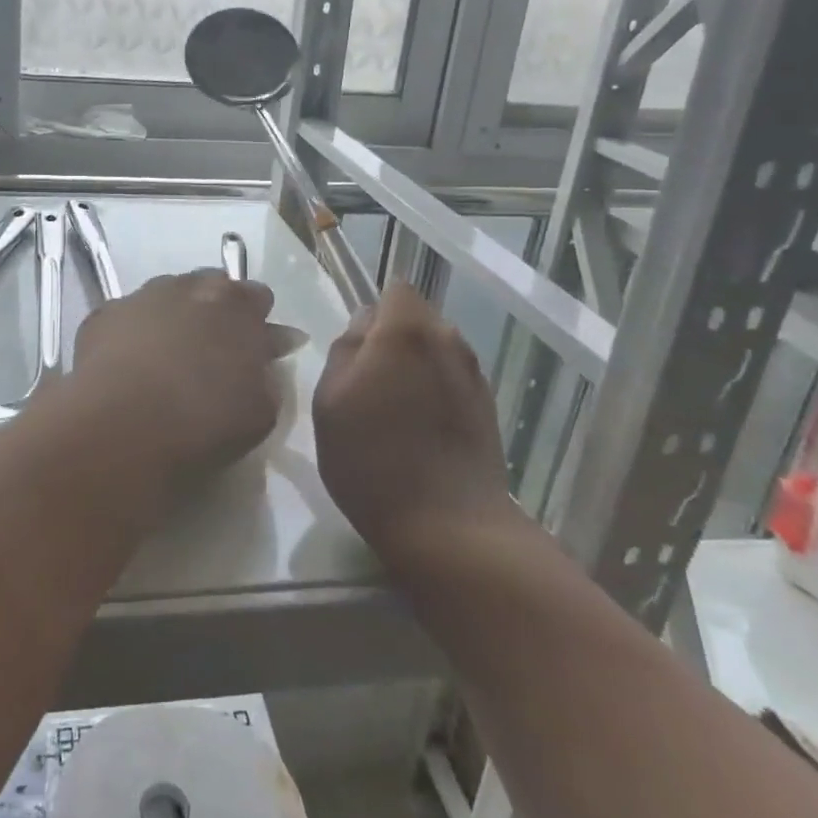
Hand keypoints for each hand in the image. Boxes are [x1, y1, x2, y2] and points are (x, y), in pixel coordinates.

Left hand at [66, 270, 281, 488]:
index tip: (255, 350)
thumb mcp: (261, 410)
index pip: (257, 297)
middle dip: (215, 312)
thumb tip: (267, 351)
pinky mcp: (102, 315)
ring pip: (165, 298)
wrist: (121, 426)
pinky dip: (132, 335)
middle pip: (210, 288)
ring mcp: (141, 296)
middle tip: (211, 351)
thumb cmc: (203, 421)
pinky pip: (126, 318)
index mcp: (236, 303)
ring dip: (172, 318)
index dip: (257, 322)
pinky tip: (128, 367)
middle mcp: (189, 286)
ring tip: (166, 359)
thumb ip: (268, 373)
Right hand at [314, 282, 515, 552]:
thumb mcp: (329, 401)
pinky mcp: (488, 408)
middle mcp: (448, 340)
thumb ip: (344, 350)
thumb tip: (363, 326)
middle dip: (393, 338)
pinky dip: (435, 393)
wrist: (449, 527)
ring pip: (436, 351)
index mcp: (406, 331)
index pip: (395, 290)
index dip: (374, 312)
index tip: (357, 349)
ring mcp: (474, 375)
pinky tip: (420, 432)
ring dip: (415, 367)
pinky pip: (452, 381)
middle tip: (367, 383)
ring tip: (394, 411)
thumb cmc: (373, 460)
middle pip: (417, 319)